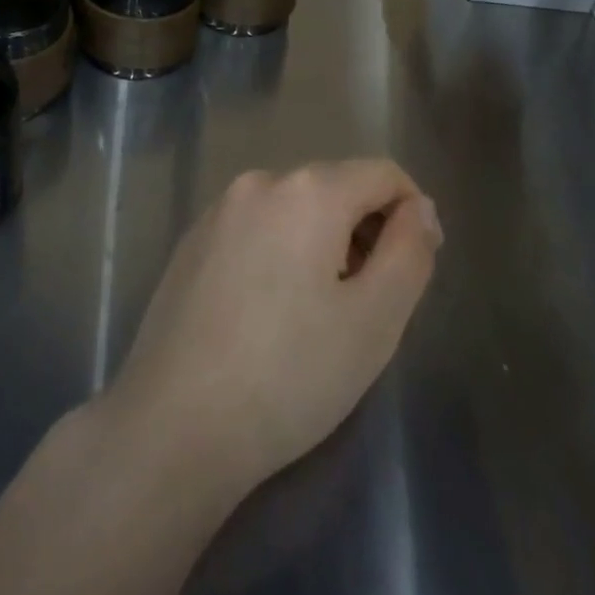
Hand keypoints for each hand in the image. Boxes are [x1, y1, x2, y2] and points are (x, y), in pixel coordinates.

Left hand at [99, 160, 441, 499]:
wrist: (175, 421)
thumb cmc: (290, 374)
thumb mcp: (375, 320)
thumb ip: (409, 252)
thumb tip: (419, 207)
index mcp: (308, 191)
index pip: (382, 174)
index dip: (412, 213)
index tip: (415, 268)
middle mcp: (259, 182)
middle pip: (335, 187)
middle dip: (364, 230)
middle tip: (368, 303)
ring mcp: (218, 209)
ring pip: (293, 208)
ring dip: (322, 242)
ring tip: (319, 314)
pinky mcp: (191, 239)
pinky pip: (255, 227)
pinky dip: (279, 251)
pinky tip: (270, 312)